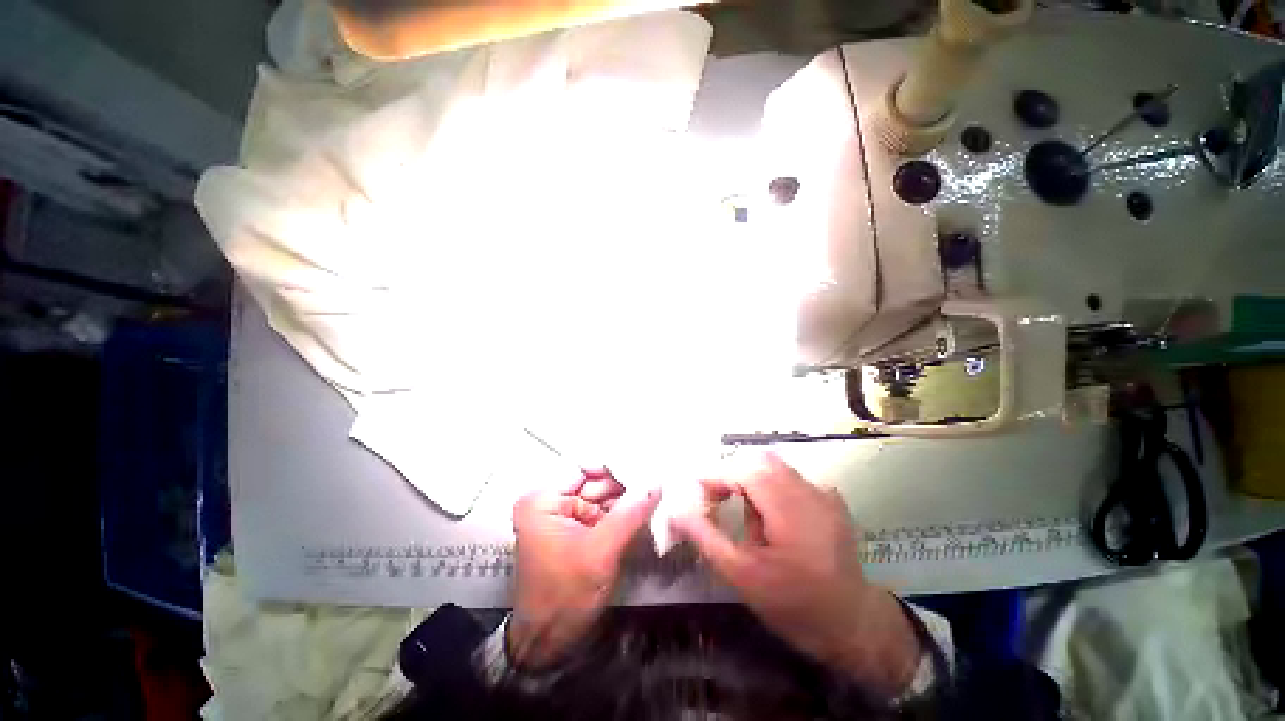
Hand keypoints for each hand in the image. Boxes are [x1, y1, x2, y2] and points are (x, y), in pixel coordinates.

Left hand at [509, 468, 660, 669]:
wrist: (549, 644)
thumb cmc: (565, 596)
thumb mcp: (600, 552)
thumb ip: (629, 513)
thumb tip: (657, 482)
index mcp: (543, 500)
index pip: (584, 466)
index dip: (615, 463)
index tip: (646, 463)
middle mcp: (550, 501)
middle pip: (594, 480)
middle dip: (625, 481)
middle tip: (658, 475)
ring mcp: (563, 515)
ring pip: (601, 495)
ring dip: (627, 495)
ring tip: (657, 487)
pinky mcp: (576, 530)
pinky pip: (602, 512)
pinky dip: (622, 511)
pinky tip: (645, 506)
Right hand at [671, 453, 920, 697]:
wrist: (851, 626)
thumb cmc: (793, 606)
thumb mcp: (742, 576)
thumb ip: (706, 536)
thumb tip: (676, 509)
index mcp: (792, 512)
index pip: (744, 470)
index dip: (715, 476)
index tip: (694, 495)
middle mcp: (810, 492)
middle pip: (759, 460)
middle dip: (730, 474)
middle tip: (714, 500)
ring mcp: (823, 492)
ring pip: (773, 465)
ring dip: (748, 479)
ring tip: (742, 513)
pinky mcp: (828, 498)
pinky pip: (788, 477)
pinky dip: (767, 486)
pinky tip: (769, 517)